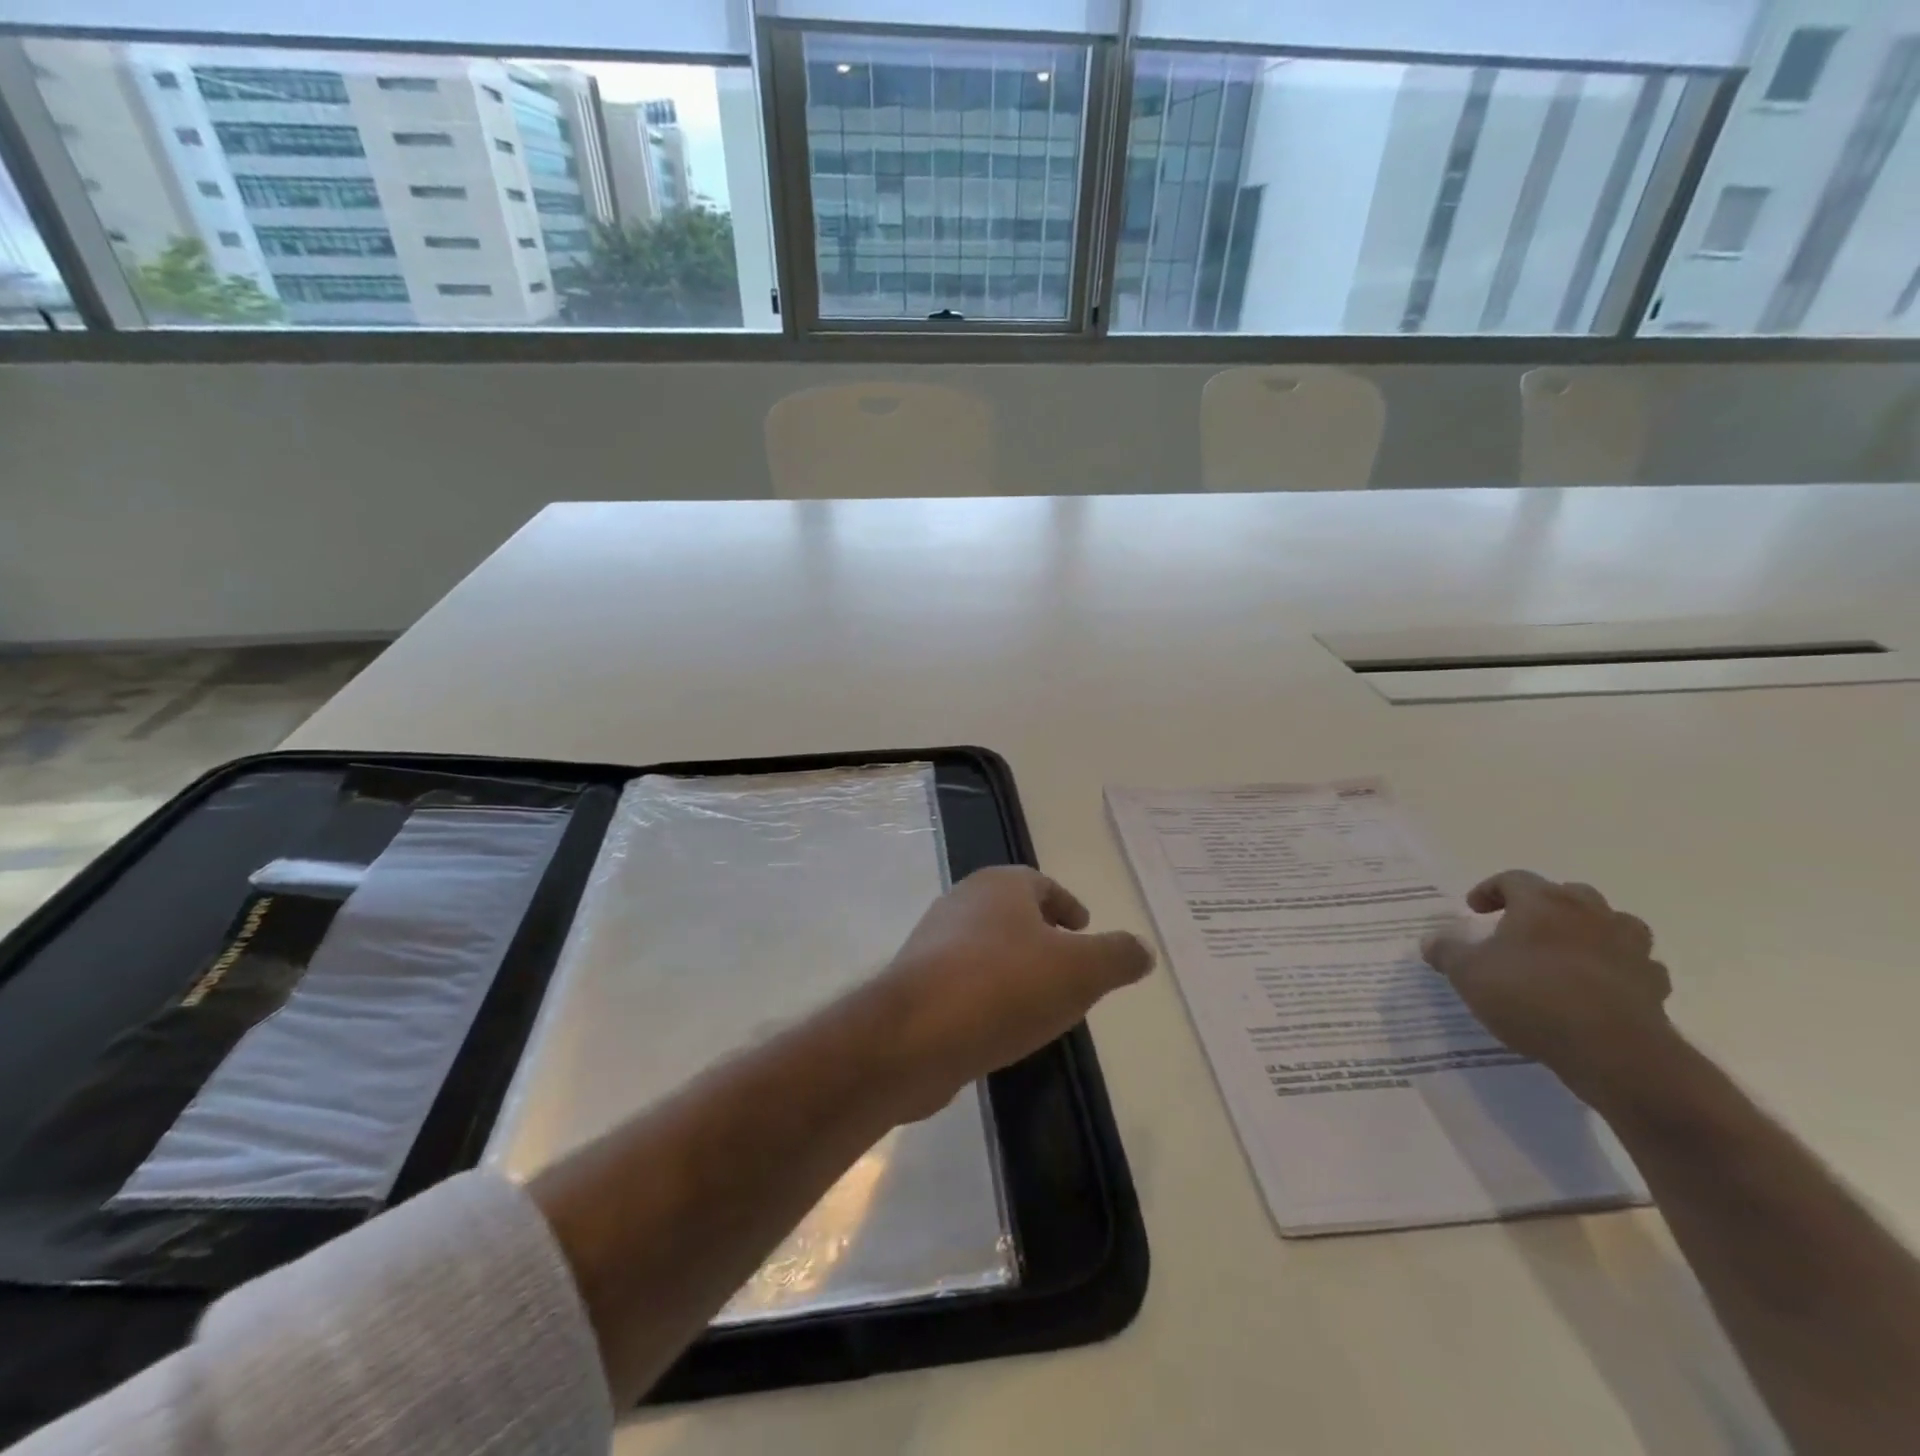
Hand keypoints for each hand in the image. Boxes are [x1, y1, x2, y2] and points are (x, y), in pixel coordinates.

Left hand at [876, 867, 1154, 1119]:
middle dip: (1042, 937)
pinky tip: (1000, 1028)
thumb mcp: (1081, 970)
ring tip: (1040, 1003)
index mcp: (1000, 885)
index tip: (1084, 931)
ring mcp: (933, 942)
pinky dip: (988, 995)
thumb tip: (1143, 948)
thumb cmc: (1005, 987)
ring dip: (1014, 969)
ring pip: (987, 948)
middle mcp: (962, 902)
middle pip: (1012, 914)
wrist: (915, 1036)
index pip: (1041, 884)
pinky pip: (964, 982)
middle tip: (1070, 969)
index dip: (1066, 905)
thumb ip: (1117, 956)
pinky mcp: (916, 984)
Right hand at [1422, 870, 1671, 1102]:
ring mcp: (1629, 948)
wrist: (1612, 1050)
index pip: (1513, 879)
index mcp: (1542, 904)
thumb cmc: (1530, 997)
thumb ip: (1447, 953)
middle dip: (1545, 905)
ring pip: (1614, 923)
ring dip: (1592, 930)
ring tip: (1569, 951)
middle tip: (1523, 926)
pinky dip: (1621, 968)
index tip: (1474, 910)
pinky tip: (1603, 986)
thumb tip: (1430, 940)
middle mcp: (1589, 914)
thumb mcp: (1468, 974)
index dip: (1490, 890)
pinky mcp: (1654, 985)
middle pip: (1568, 893)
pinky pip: (1638, 965)